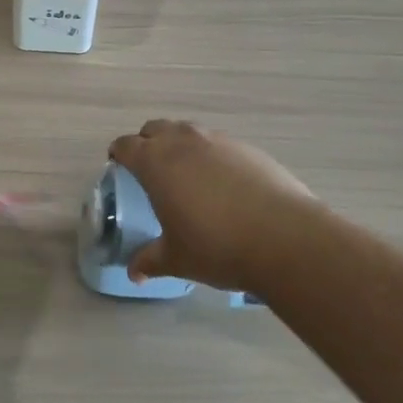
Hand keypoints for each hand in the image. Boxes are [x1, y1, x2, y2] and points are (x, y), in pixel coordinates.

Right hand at [109, 120, 322, 292]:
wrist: (284, 237)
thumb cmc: (217, 246)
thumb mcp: (177, 259)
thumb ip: (150, 260)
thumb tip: (134, 273)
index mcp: (156, 162)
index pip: (126, 145)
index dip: (118, 153)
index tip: (117, 165)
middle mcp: (183, 141)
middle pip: (155, 129)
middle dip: (147, 143)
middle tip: (149, 169)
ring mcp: (217, 140)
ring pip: (187, 131)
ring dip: (179, 144)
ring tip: (186, 173)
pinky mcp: (247, 148)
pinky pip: (218, 143)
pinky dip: (211, 155)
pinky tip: (223, 183)